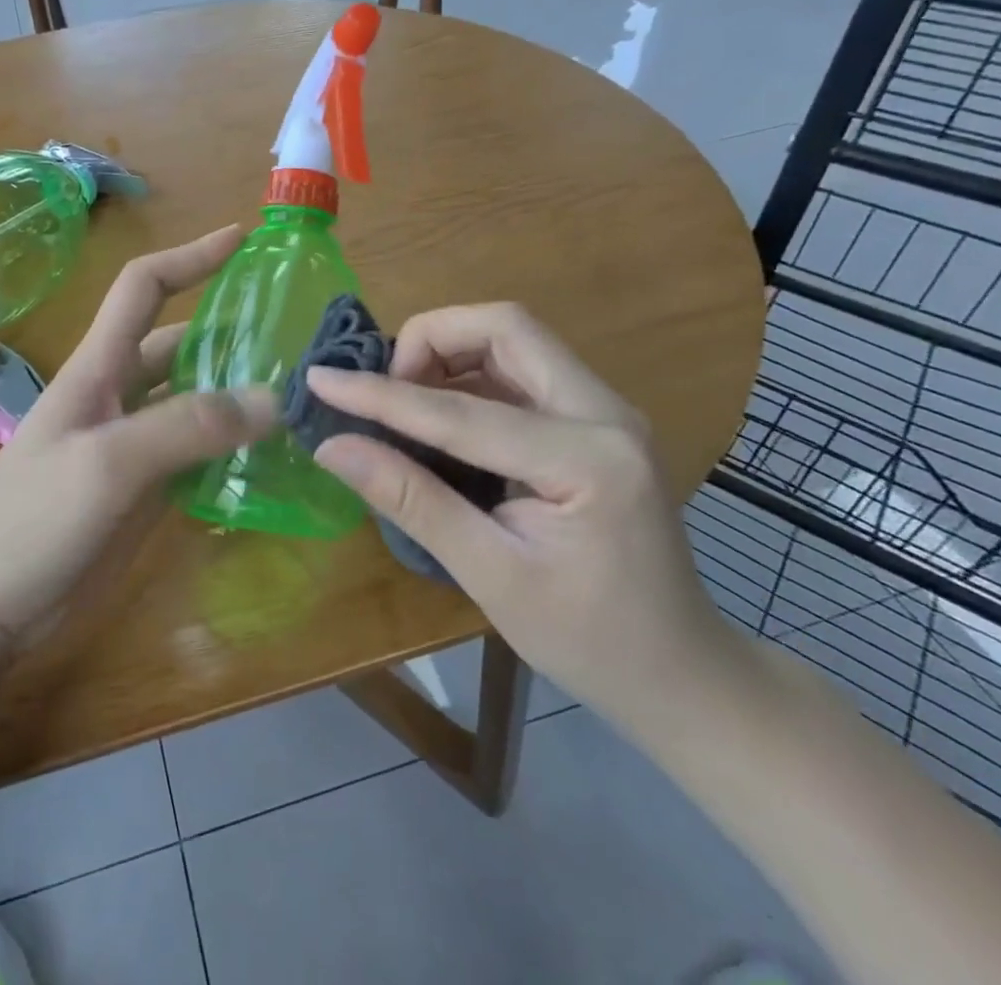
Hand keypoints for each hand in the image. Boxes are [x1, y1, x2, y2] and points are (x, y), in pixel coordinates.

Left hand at [0, 226, 274, 662]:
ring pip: (196, 403)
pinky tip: (274, 458)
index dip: (190, 256)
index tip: (243, 239)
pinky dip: (233, 450)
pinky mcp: (143, 493)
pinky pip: (198, 457)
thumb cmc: (29, 518)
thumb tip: (272, 399)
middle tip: (299, 338)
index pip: (144, 287)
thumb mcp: (107, 462)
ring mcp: (132, 447)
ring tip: (301, 395)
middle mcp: (120, 396)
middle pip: (182, 347)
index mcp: (100, 368)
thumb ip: (185, 427)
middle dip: (233, 333)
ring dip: (240, 395)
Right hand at [306, 303, 740, 726]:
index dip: (381, 393)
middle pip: (506, 327)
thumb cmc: (589, 640)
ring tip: (402, 400)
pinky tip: (440, 415)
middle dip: (430, 341)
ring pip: (513, 338)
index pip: (463, 409)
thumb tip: (332, 447)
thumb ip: (412, 500)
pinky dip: (469, 375)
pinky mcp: (593, 419)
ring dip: (448, 353)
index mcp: (588, 459)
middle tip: (385, 389)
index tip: (320, 378)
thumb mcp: (491, 577)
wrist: (680, 673)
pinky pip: (521, 368)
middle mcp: (605, 412)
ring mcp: (605, 410)